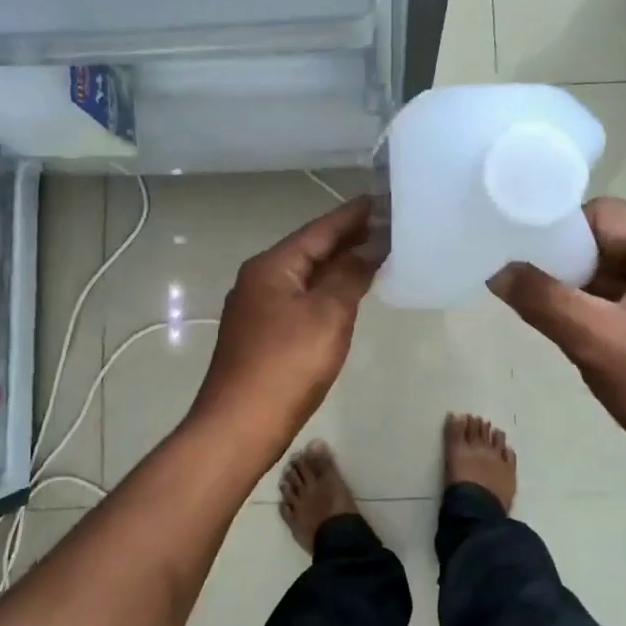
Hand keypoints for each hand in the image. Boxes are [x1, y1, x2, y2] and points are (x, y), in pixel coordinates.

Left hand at [189, 196, 380, 458]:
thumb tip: (368, 248)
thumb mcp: (327, 314)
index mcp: (272, 266)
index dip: (352, 215)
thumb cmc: (286, 364)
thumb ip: (349, 276)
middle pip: (309, 251)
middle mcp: (259, 280)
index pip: (319, 230)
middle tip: (386, 225)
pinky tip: (344, 296)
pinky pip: (299, 300)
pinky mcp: (260, 336)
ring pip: (304, 277)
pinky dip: (325, 292)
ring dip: (337, 266)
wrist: (239, 426)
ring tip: (373, 254)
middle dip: (346, 239)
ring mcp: (256, 309)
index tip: (380, 199)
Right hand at [490, 198, 625, 489]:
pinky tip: (575, 330)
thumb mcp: (598, 344)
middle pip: (612, 243)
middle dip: (569, 266)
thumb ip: (543, 300)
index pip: (605, 218)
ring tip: (545, 310)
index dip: (559, 234)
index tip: (521, 256)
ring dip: (582, 291)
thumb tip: (498, 271)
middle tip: (528, 288)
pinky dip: (601, 310)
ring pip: (618, 274)